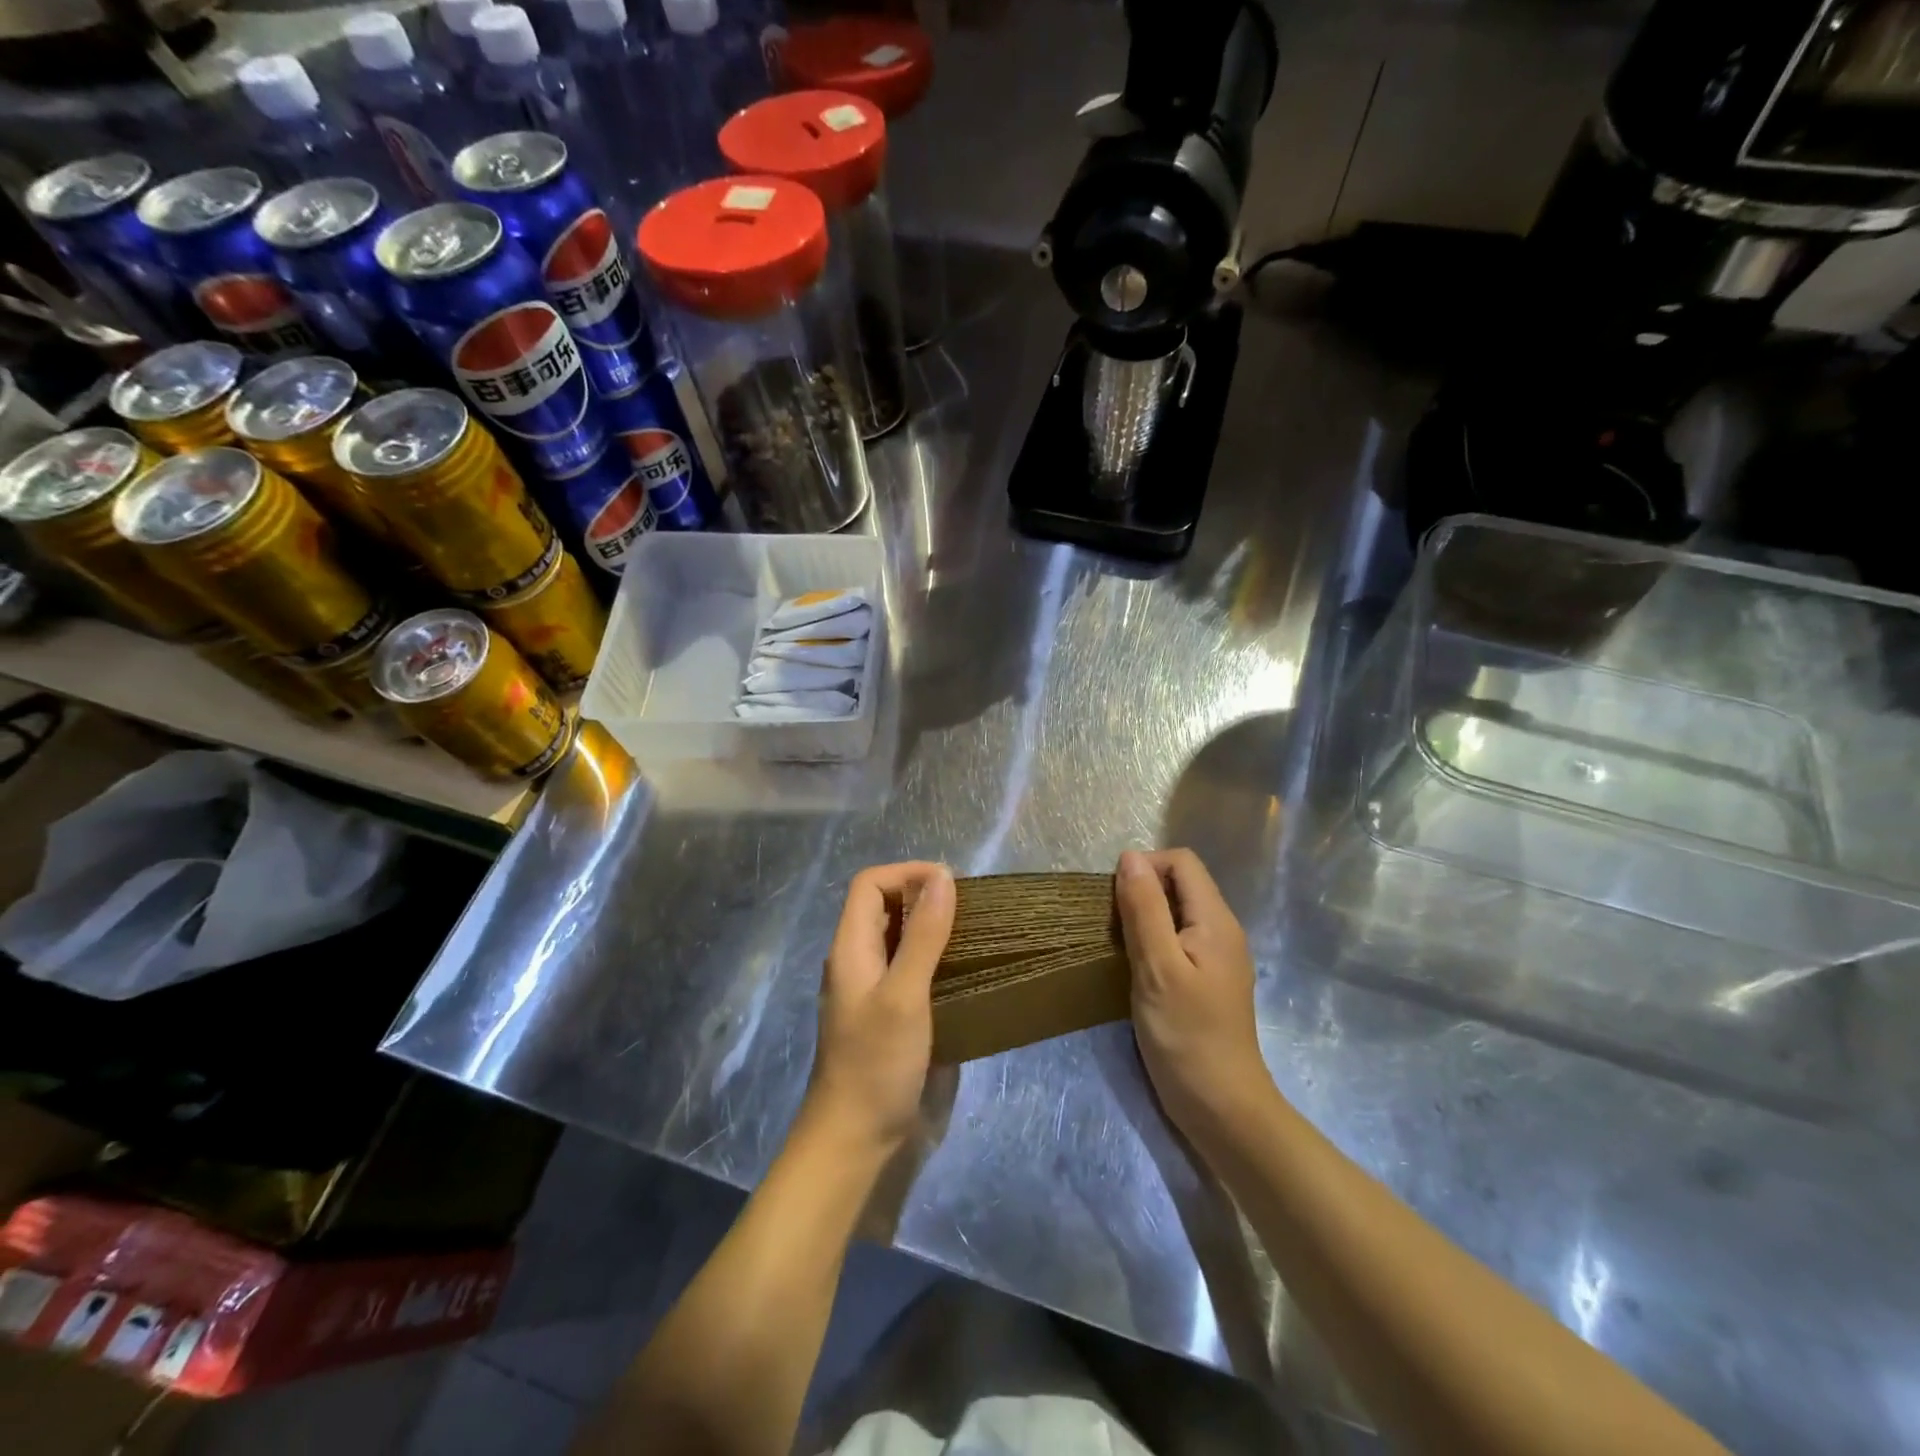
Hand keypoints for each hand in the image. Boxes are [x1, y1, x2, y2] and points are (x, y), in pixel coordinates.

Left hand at [803, 862, 955, 1157]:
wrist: (856, 1140)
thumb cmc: (876, 1063)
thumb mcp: (904, 994)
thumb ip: (923, 935)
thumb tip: (943, 876)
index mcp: (851, 947)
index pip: (869, 884)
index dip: (906, 873)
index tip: (950, 884)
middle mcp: (859, 961)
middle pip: (885, 907)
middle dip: (924, 897)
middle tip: (970, 908)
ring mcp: (874, 990)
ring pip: (901, 939)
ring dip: (934, 928)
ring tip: (976, 933)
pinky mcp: (892, 1015)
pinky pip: (913, 970)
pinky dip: (938, 960)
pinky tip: (967, 972)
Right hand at [1115, 849, 1269, 1135]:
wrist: (1221, 1107)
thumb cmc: (1186, 1035)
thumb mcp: (1157, 967)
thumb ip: (1144, 909)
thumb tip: (1130, 857)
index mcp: (1215, 920)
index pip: (1182, 862)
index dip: (1146, 866)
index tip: (1116, 899)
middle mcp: (1222, 931)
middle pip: (1181, 884)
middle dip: (1142, 891)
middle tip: (1113, 926)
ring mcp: (1217, 958)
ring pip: (1177, 913)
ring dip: (1145, 918)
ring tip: (1119, 946)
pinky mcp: (1207, 981)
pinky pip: (1178, 941)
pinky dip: (1153, 942)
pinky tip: (1135, 969)